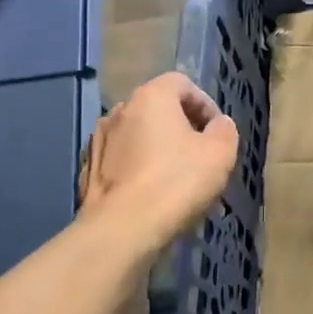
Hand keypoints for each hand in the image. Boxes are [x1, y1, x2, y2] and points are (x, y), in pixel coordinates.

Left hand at [77, 72, 238, 248]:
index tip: (217, 132)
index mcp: (151, 97)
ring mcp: (99, 141)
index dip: (205, 104)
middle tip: (200, 155)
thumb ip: (224, 130)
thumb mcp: (220, 153)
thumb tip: (218, 125)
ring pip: (138, 136)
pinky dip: (138, 169)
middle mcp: (119, 110)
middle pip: (158, 109)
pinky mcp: (88, 171)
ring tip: (176, 179)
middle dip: (181, 127)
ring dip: (158, 149)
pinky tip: (151, 194)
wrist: (122, 229)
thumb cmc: (177, 182)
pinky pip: (121, 161)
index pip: (182, 83)